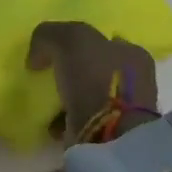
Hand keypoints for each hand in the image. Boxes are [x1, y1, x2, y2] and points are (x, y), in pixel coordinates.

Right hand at [26, 21, 159, 141]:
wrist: (108, 135)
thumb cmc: (96, 80)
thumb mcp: (70, 40)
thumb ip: (49, 35)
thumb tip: (37, 57)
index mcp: (132, 54)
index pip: (104, 41)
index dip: (77, 44)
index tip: (53, 52)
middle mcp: (134, 80)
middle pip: (95, 69)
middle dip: (72, 72)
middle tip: (47, 75)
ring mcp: (124, 110)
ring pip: (88, 96)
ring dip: (67, 98)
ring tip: (45, 101)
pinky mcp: (110, 135)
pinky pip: (81, 121)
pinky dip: (65, 121)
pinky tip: (51, 122)